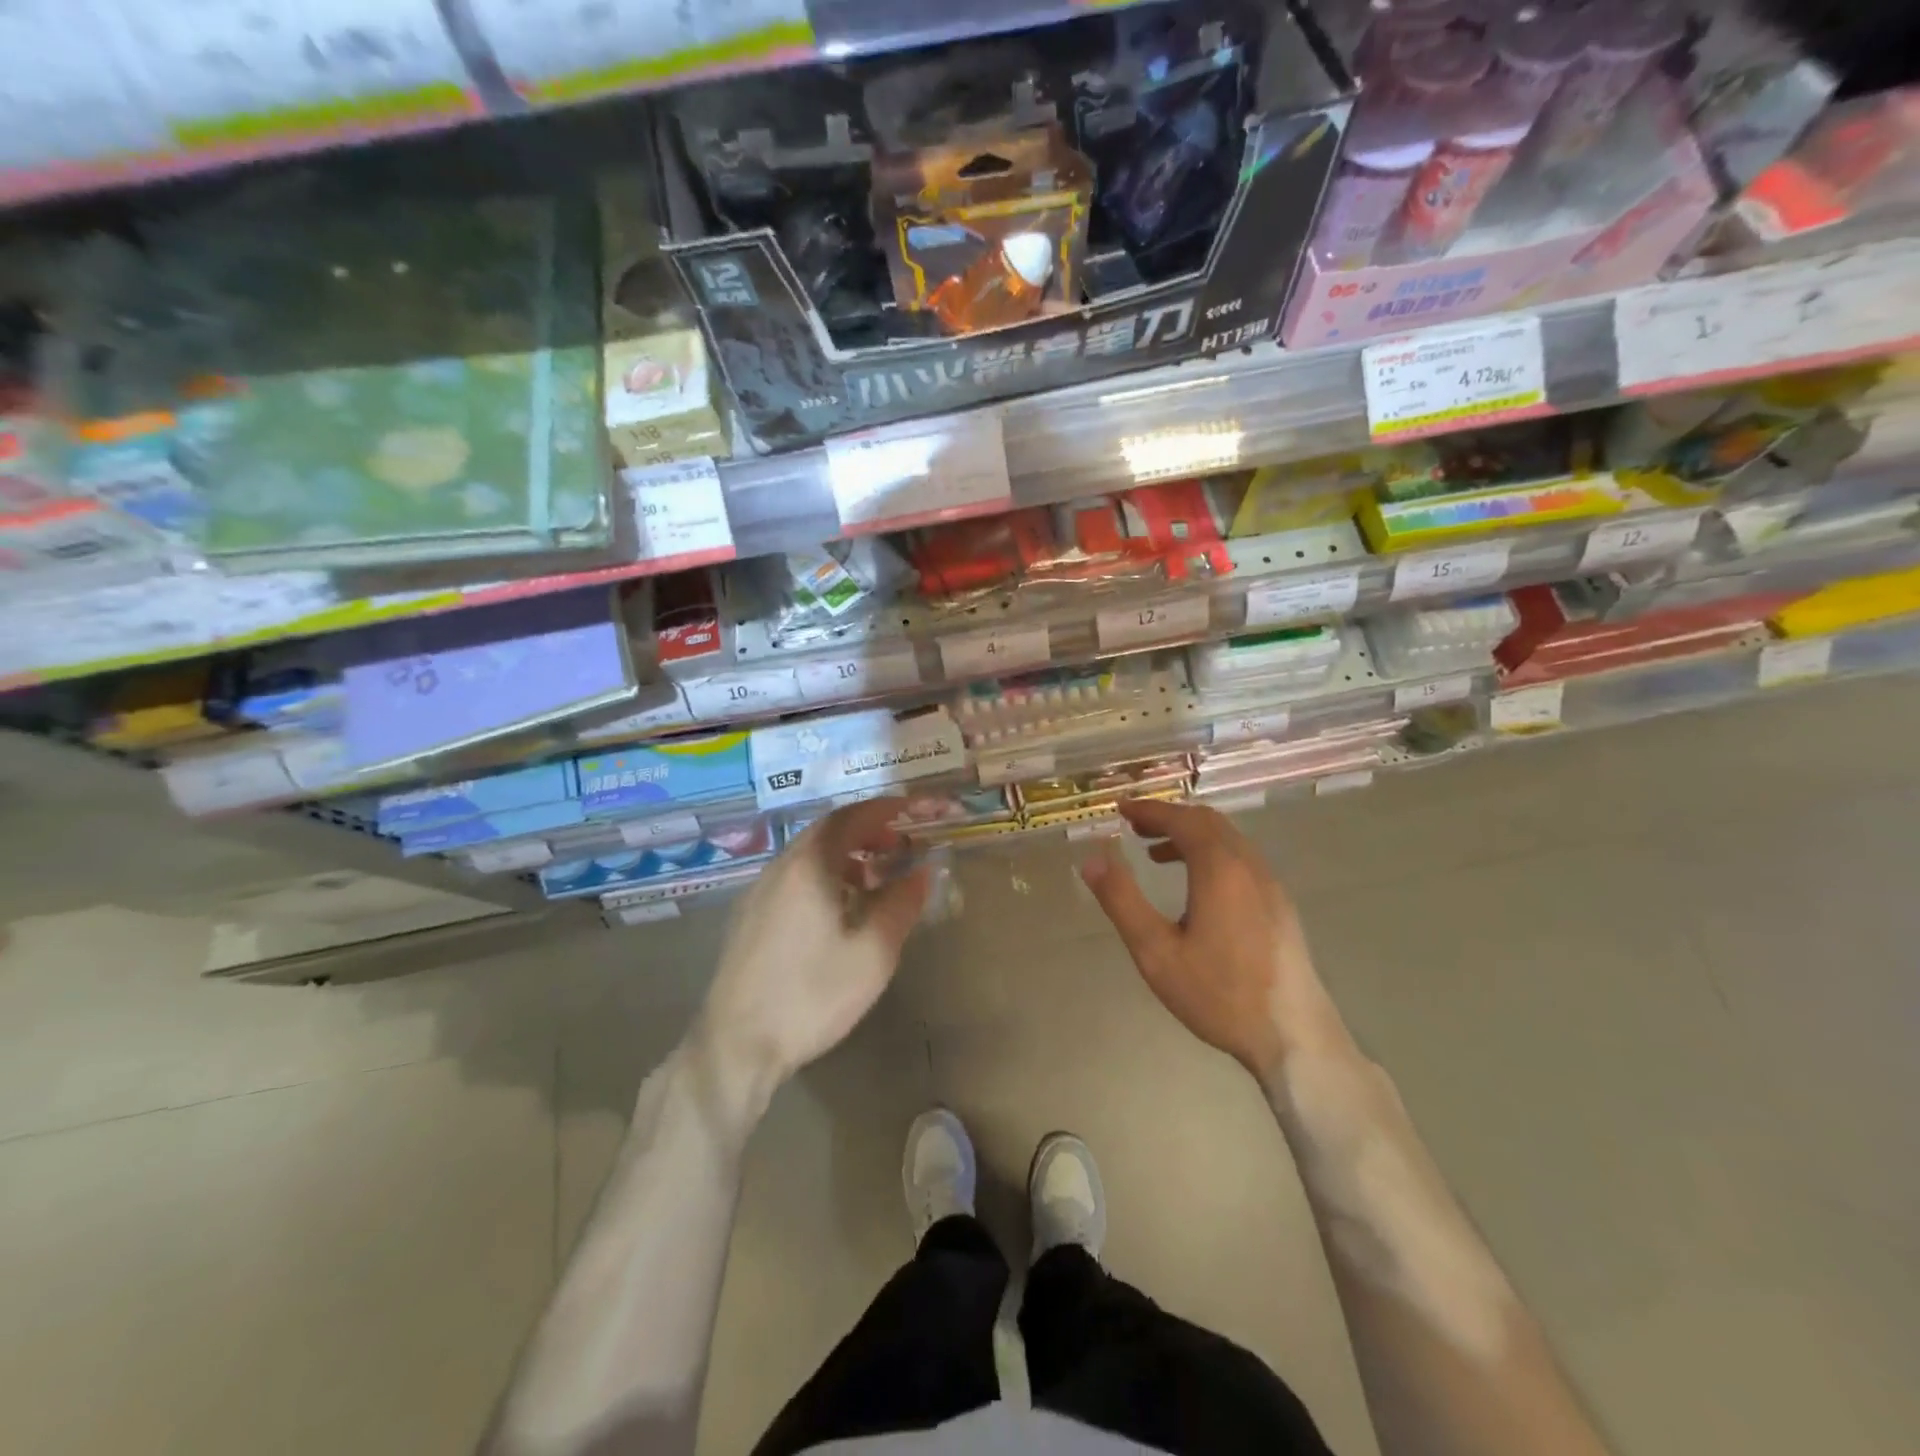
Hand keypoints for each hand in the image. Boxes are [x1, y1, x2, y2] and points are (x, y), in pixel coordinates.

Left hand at [694, 799, 929, 1113]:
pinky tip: (838, 909)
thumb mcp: (873, 953)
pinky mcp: (749, 918)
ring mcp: (758, 892)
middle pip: (826, 831)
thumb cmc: (812, 995)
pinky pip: (792, 877)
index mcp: (809, 866)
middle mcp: (779, 868)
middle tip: (898, 845)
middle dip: (866, 831)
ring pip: (807, 855)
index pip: (850, 817)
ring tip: (874, 879)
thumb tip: (922, 873)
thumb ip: (902, 905)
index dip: (883, 809)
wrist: (737, 1045)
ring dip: (845, 855)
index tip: (910, 810)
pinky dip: (823, 875)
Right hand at [1079, 799, 1347, 1080]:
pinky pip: (1242, 859)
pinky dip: (1211, 853)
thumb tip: (1091, 859)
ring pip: (1228, 840)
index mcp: (1219, 869)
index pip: (1182, 819)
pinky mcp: (1280, 905)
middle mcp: (1249, 866)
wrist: (1294, 1036)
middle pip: (1208, 822)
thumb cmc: (1219, 994)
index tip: (1120, 809)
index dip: (1149, 810)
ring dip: (1191, 835)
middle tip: (1134, 827)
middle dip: (1169, 817)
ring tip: (1156, 854)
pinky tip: (1196, 886)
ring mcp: (1270, 884)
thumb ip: (1122, 900)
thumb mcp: (1156, 952)